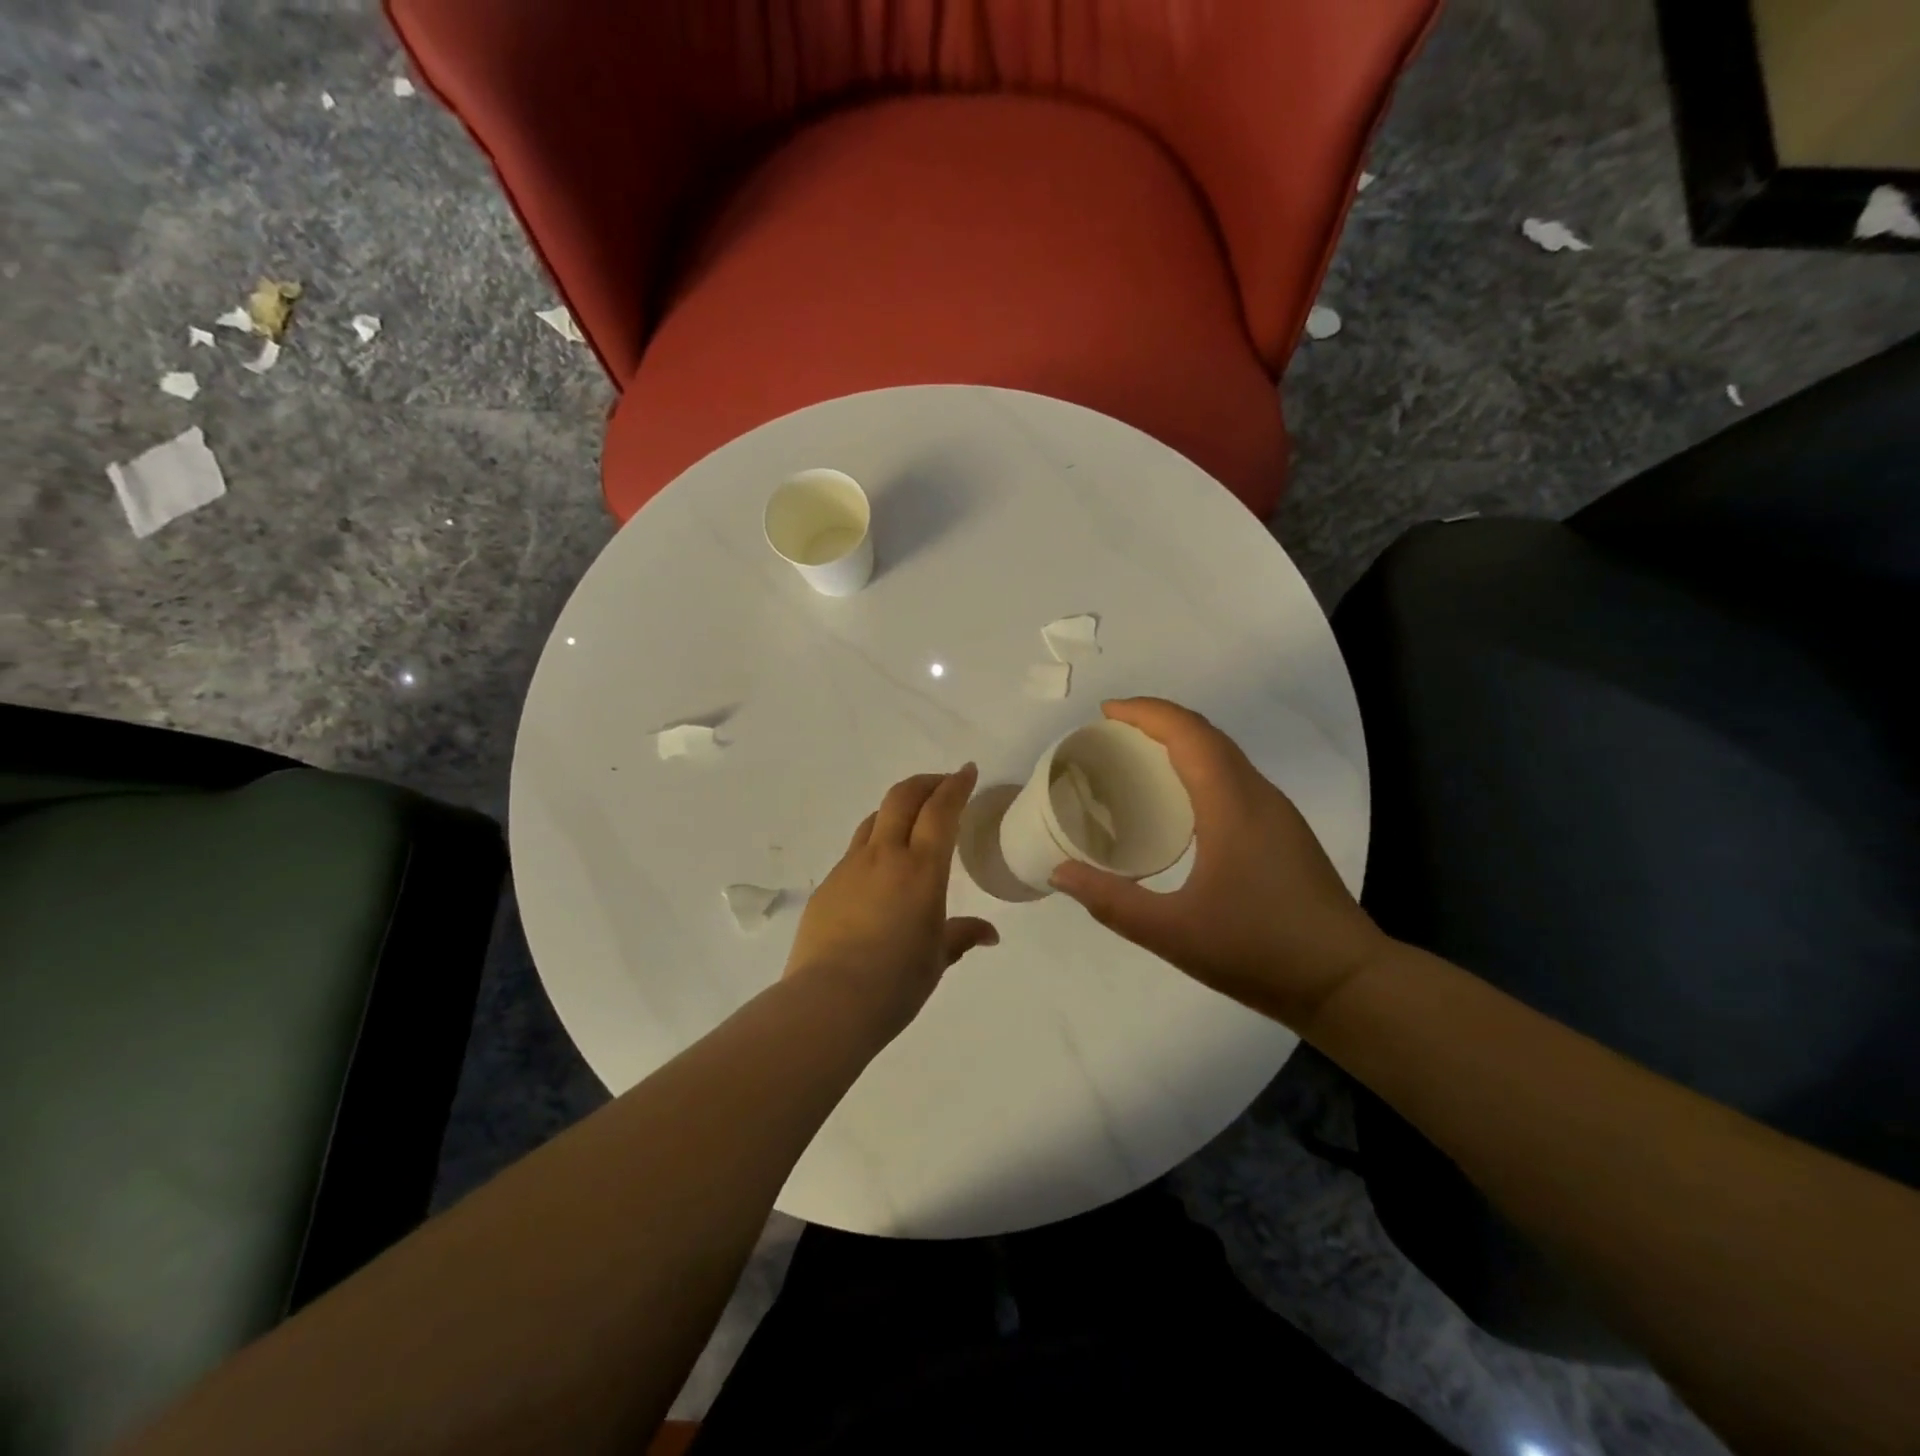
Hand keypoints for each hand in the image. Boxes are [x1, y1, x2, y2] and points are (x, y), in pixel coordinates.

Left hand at [784, 764, 998, 1039]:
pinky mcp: (827, 885)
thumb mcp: (938, 959)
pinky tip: (880, 871)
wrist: (828, 1001)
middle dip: (925, 783)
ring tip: (911, 822)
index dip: (956, 785)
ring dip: (897, 810)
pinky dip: (875, 844)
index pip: (941, 810)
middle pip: (902, 797)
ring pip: (875, 819)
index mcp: (921, 869)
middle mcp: (884, 856)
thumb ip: (962, 935)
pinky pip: (855, 851)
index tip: (967, 771)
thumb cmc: (896, 982)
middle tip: (942, 785)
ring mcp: (850, 867)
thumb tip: (989, 934)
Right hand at [1049, 699, 1388, 1033]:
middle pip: (1206, 735)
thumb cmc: (1259, 951)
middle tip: (1110, 734)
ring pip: (1224, 755)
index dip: (1146, 713)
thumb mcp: (1173, 932)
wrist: (1347, 982)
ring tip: (1136, 760)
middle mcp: (1257, 796)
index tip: (1105, 712)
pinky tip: (1177, 802)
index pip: (1188, 734)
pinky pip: (1234, 778)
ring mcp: (1276, 813)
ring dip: (1179, 743)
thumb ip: (1111, 902)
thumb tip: (1060, 872)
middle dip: (1157, 722)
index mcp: (1232, 805)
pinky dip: (1198, 767)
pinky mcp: (1283, 832)